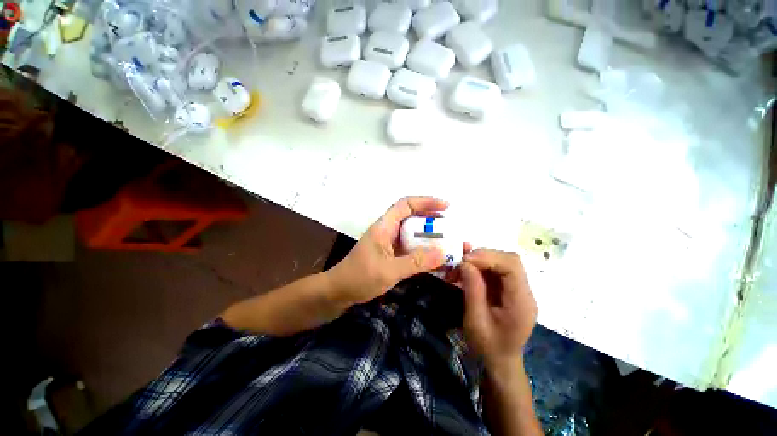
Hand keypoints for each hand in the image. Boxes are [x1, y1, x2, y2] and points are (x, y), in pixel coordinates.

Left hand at [328, 197, 446, 305]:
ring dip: (431, 239)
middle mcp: (388, 231)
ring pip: (414, 235)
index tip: (446, 207)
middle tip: (451, 230)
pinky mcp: (391, 255)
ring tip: (449, 245)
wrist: (339, 293)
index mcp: (384, 226)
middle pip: (413, 219)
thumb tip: (443, 252)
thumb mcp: (388, 270)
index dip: (426, 202)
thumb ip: (415, 262)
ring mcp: (390, 244)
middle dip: (433, 222)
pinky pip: (411, 249)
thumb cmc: (359, 278)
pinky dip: (424, 252)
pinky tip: (436, 260)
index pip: (406, 204)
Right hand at [459, 249, 537, 375]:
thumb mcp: (475, 320)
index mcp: (521, 303)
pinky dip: (481, 265)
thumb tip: (465, 263)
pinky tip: (468, 267)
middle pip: (509, 260)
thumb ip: (472, 289)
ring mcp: (519, 289)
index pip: (512, 267)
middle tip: (461, 262)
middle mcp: (524, 292)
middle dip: (483, 256)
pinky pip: (497, 269)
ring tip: (461, 267)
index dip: (488, 257)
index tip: (465, 260)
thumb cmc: (487, 345)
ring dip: (480, 260)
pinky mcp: (510, 289)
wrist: (500, 361)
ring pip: (502, 261)